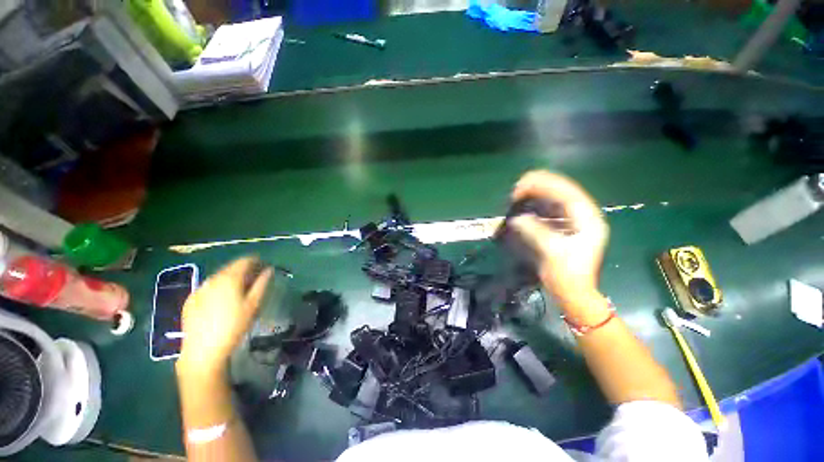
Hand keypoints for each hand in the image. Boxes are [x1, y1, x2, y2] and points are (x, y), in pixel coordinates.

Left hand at [177, 257, 272, 375]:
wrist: (203, 350)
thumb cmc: (234, 326)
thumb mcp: (253, 304)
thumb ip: (262, 284)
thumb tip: (269, 270)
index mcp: (229, 279)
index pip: (244, 261)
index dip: (256, 261)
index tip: (264, 266)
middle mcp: (212, 279)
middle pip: (231, 267)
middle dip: (244, 270)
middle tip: (254, 279)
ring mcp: (199, 289)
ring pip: (218, 276)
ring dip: (231, 278)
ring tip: (239, 289)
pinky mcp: (190, 300)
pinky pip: (208, 287)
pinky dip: (218, 287)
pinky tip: (222, 300)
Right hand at [509, 171, 608, 314]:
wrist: (573, 293)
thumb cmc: (567, 275)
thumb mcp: (551, 252)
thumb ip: (535, 231)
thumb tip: (517, 218)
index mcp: (588, 221)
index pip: (568, 194)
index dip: (545, 185)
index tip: (523, 184)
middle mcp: (584, 217)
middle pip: (564, 192)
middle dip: (541, 186)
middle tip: (518, 187)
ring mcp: (575, 222)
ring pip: (557, 199)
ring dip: (539, 193)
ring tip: (520, 191)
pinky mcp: (565, 229)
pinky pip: (551, 210)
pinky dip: (538, 205)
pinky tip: (526, 204)